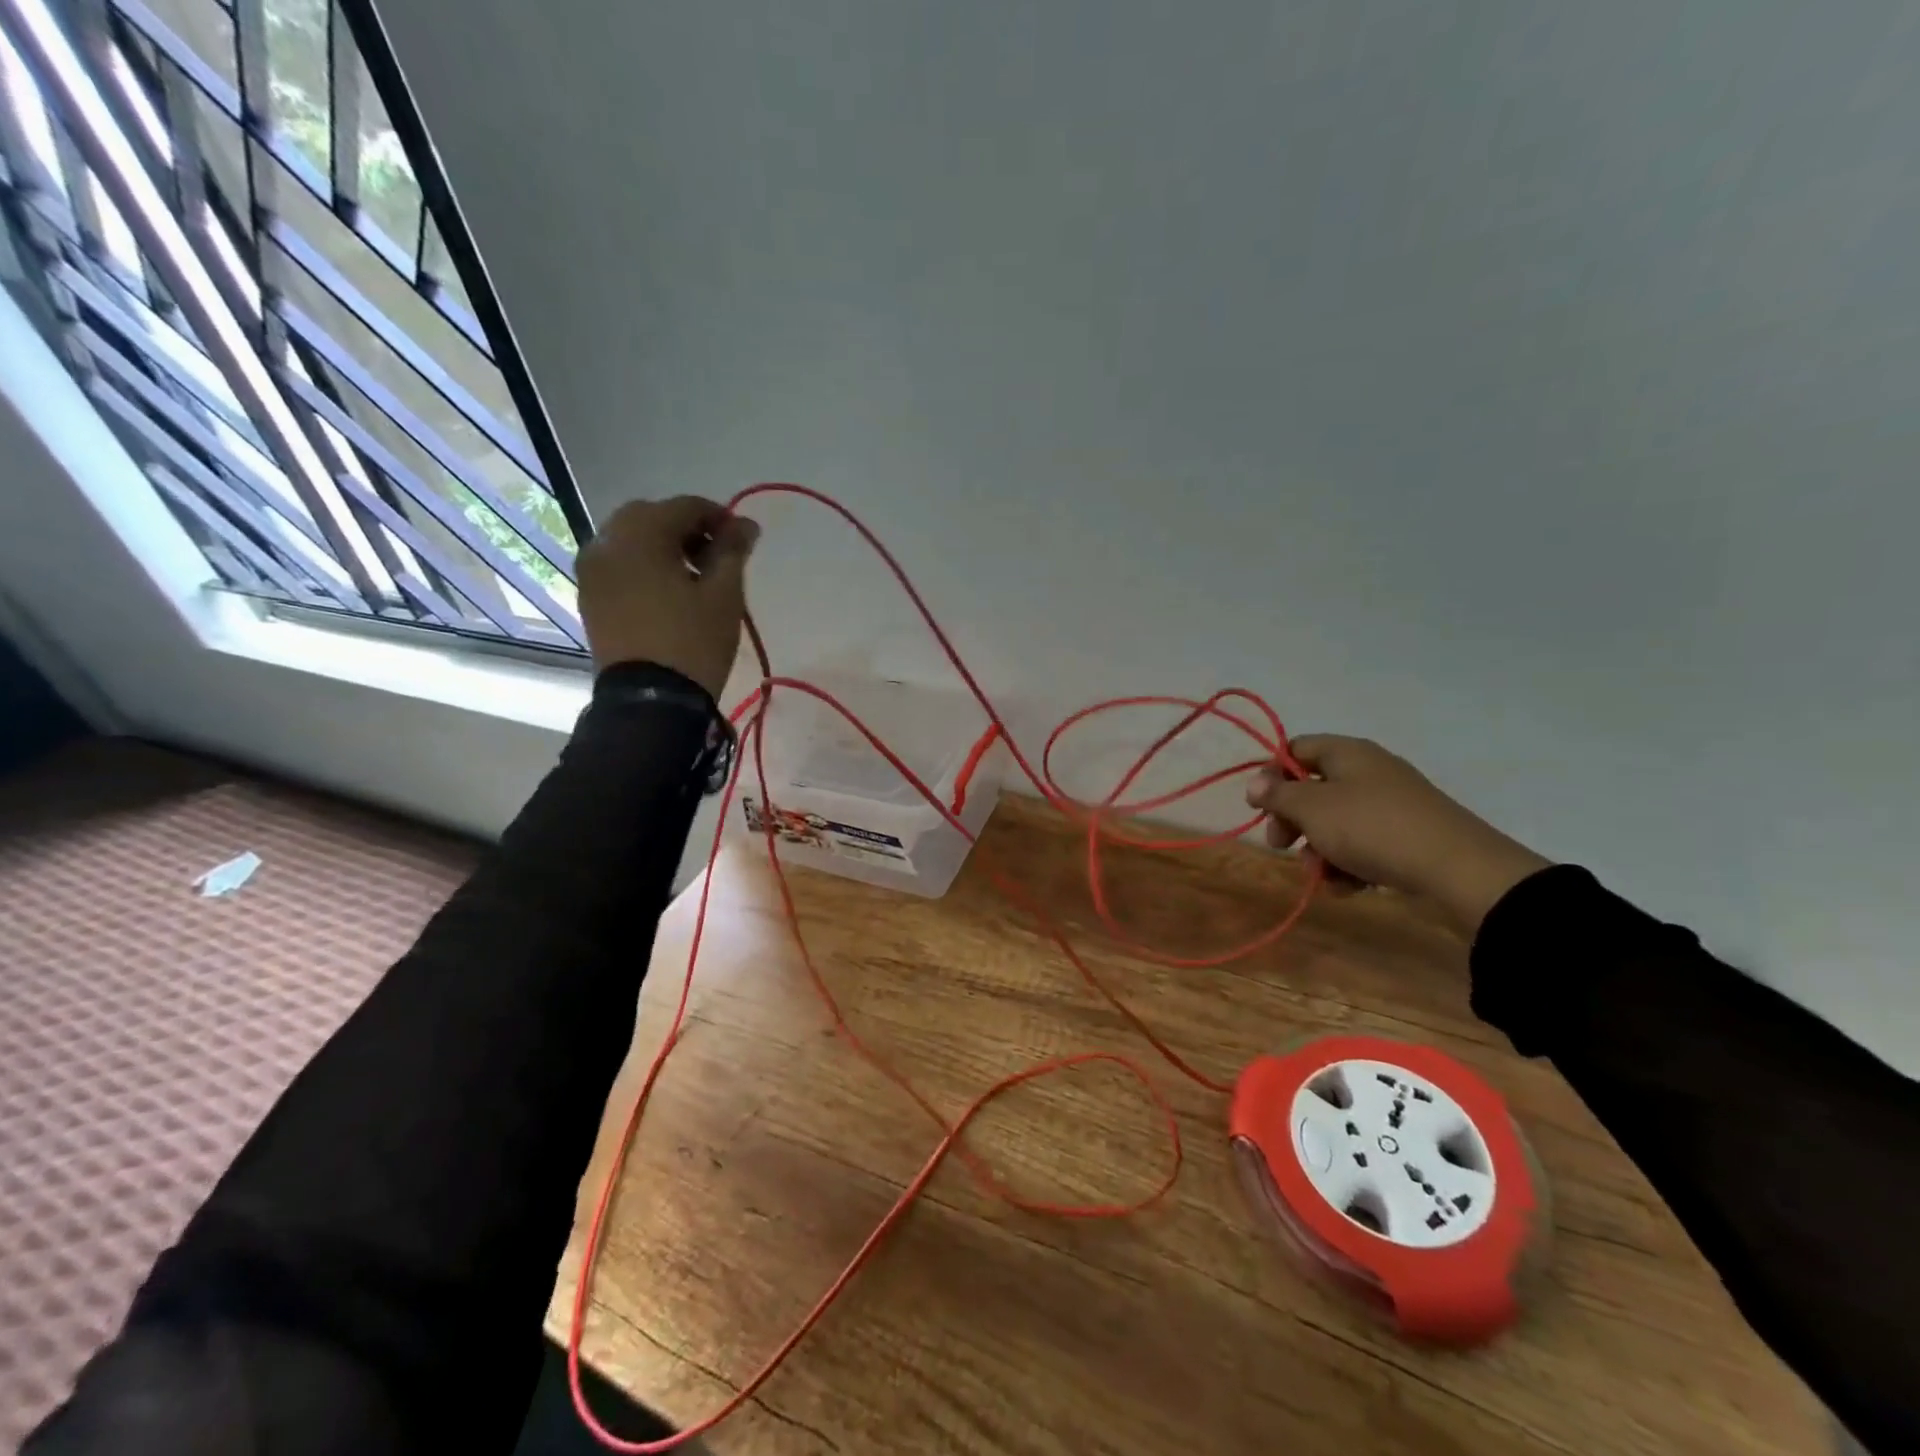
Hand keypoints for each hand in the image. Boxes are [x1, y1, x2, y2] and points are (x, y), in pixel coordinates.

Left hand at [575, 496, 758, 697]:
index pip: (685, 506)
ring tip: (693, 578)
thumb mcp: (724, 594)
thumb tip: (745, 525)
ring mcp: (592, 571)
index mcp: (640, 534)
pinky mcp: (589, 597)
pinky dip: (643, 566)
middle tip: (716, 557)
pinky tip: (668, 592)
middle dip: (686, 528)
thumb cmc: (693, 641)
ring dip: (662, 546)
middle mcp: (606, 542)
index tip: (743, 539)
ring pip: (631, 540)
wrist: (650, 700)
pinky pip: (619, 565)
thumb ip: (733, 551)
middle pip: (651, 517)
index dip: (719, 518)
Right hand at [1247, 735, 1550, 933]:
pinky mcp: (1407, 836)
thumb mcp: (1313, 809)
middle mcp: (1369, 771)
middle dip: (1293, 821)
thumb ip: (1278, 795)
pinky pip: (1364, 845)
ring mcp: (1391, 805)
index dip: (1271, 775)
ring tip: (1322, 876)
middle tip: (1281, 846)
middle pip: (1313, 790)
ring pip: (1336, 823)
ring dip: (1319, 850)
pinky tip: (1349, 887)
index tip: (1258, 807)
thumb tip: (1255, 783)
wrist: (1458, 869)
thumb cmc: (1372, 828)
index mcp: (1347, 753)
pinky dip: (1349, 864)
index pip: (1295, 749)